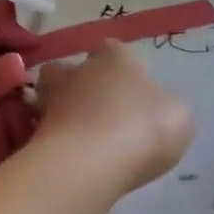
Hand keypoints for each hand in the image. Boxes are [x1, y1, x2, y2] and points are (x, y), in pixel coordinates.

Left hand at [29, 40, 194, 202]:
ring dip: (67, 113)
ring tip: (85, 138)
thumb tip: (155, 107)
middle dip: (83, 85)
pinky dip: (58, 141)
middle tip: (102, 112)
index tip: (132, 88)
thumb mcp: (177, 116)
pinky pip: (48, 131)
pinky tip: (74, 159)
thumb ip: (166, 106)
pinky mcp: (35, 132)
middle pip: (74, 69)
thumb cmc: (140, 129)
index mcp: (115, 58)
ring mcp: (51, 100)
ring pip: (54, 98)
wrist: (86, 164)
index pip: (114, 49)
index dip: (123, 67)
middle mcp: (78, 70)